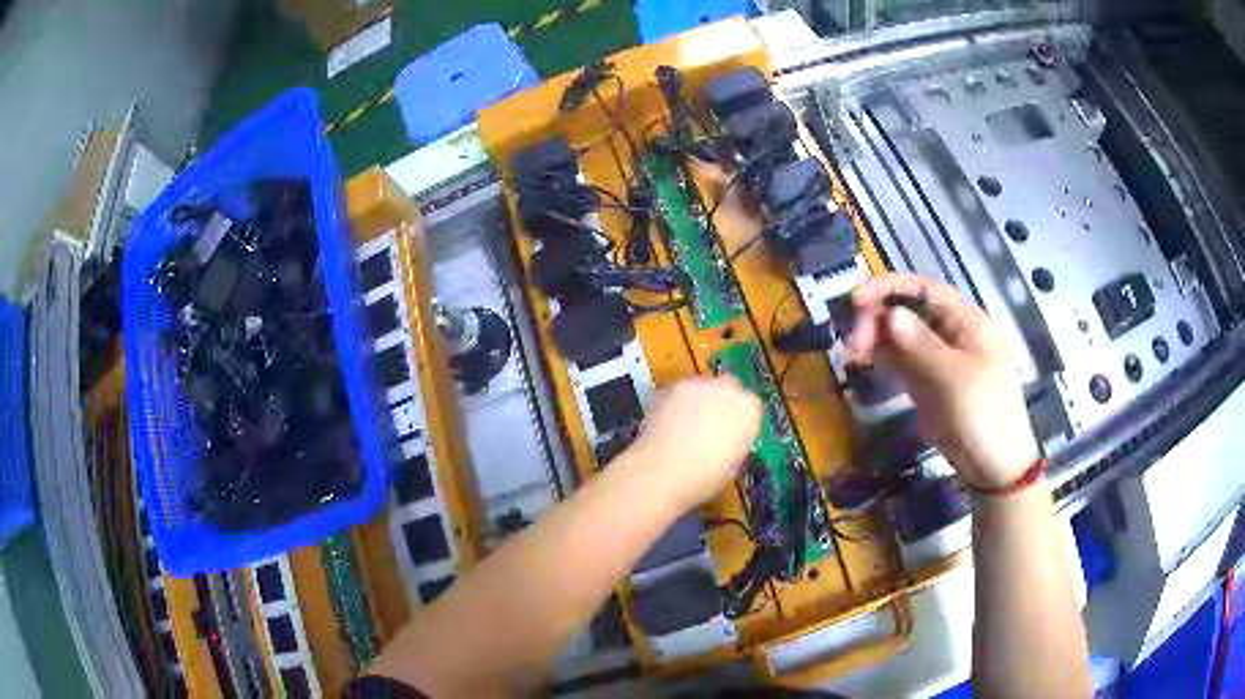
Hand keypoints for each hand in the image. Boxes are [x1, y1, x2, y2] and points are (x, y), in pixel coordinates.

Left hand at [628, 377, 761, 510]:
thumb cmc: (704, 477)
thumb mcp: (733, 464)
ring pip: (702, 388)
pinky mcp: (672, 386)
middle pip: (728, 390)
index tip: (732, 434)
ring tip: (685, 427)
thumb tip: (727, 440)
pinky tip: (669, 424)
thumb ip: (735, 442)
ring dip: (698, 402)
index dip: (740, 421)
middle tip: (709, 427)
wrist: (664, 470)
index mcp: (750, 410)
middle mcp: (728, 389)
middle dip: (720, 404)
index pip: (751, 407)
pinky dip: (676, 404)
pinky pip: (679, 393)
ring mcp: (698, 384)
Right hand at [849, 274, 1039, 489]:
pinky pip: (901, 362)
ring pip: (901, 337)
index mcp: (967, 322)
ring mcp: (938, 361)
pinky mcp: (928, 385)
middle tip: (854, 341)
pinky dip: (882, 358)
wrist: (994, 469)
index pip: (926, 290)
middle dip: (879, 318)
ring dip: (876, 338)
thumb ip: (921, 345)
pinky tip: (862, 360)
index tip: (857, 298)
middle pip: (909, 312)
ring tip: (853, 352)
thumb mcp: (955, 378)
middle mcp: (951, 334)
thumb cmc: (984, 416)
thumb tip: (890, 314)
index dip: (891, 287)